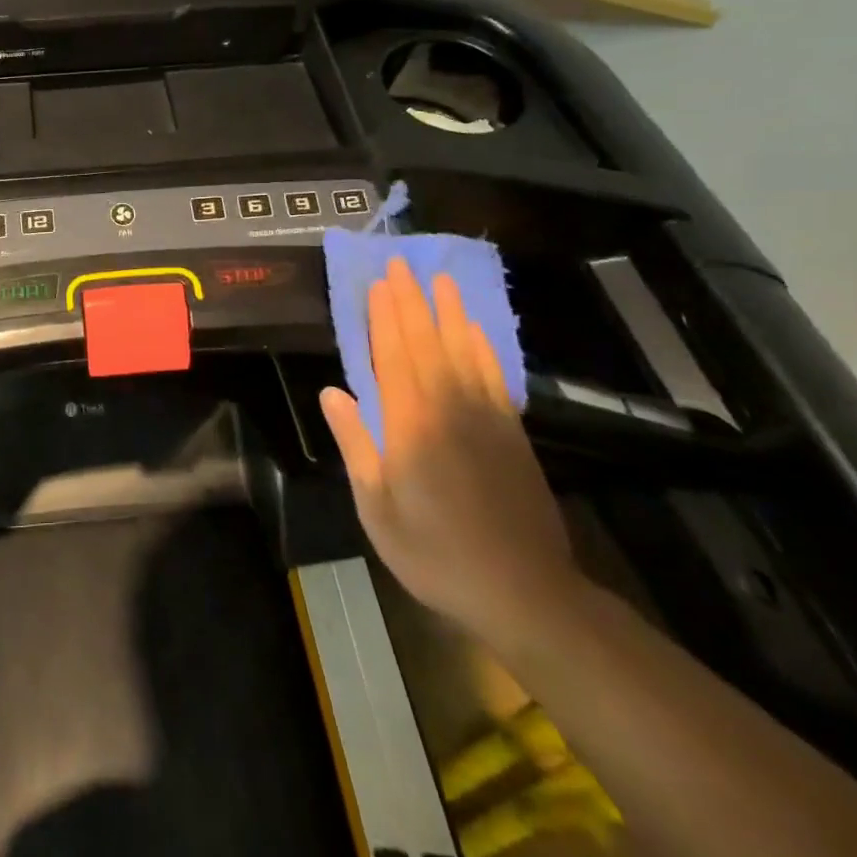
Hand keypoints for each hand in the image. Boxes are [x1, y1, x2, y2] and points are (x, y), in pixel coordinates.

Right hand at [320, 259, 581, 643]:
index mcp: (410, 426)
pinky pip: (493, 375)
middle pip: (426, 343)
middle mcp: (448, 409)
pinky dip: (481, 346)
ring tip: (440, 279)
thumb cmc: (436, 554)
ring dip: (448, 312)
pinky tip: (473, 329)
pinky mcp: (511, 432)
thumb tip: (332, 393)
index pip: (393, 356)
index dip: (384, 317)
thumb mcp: (378, 509)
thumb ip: (356, 446)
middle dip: (412, 301)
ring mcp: (485, 418)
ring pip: (462, 350)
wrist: (525, 592)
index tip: (378, 283)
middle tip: (402, 263)